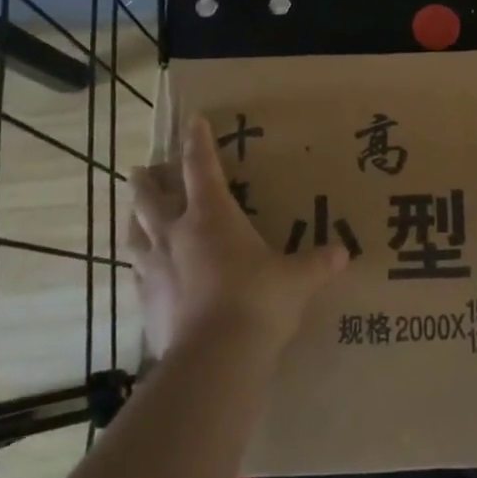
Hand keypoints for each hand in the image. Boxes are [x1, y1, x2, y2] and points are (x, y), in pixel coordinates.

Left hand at [129, 115, 348, 356]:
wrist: (214, 357)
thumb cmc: (259, 302)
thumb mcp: (296, 280)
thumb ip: (317, 264)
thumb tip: (343, 254)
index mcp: (212, 216)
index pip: (200, 167)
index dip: (196, 142)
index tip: (192, 120)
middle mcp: (175, 234)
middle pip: (150, 197)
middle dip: (147, 180)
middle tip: (142, 170)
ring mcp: (154, 269)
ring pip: (134, 233)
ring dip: (133, 219)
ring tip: (134, 214)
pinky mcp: (144, 303)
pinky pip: (135, 275)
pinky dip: (138, 266)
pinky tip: (142, 272)